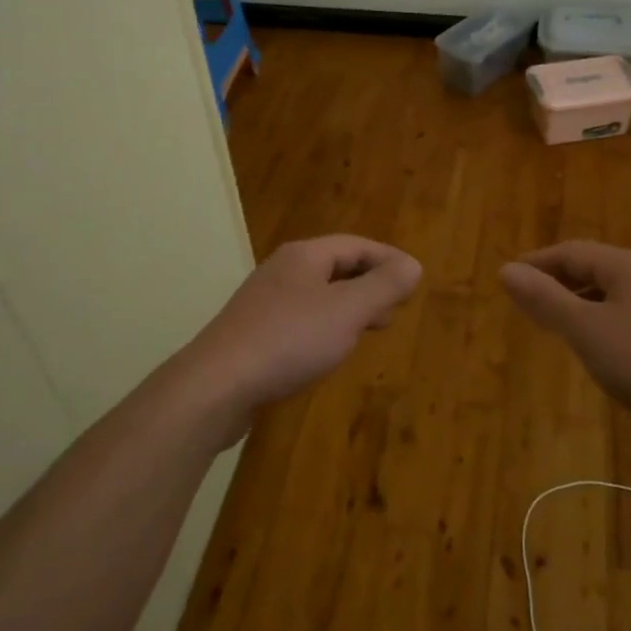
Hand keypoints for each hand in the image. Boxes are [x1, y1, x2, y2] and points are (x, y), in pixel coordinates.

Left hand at [184, 236, 422, 428]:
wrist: (216, 385)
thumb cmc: (289, 340)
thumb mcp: (347, 311)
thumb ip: (383, 286)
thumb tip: (413, 265)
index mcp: (304, 256)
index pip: (356, 245)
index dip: (387, 259)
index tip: (412, 279)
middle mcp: (282, 271)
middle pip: (336, 267)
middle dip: (368, 284)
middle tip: (394, 307)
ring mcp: (263, 302)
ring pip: (318, 295)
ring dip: (348, 307)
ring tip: (369, 330)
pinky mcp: (253, 334)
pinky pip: (300, 320)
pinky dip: (324, 327)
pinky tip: (328, 351)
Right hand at [500, 241, 630, 434]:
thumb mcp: (587, 331)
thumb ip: (546, 300)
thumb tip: (506, 269)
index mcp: (627, 265)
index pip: (571, 252)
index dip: (537, 263)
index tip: (510, 278)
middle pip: (595, 268)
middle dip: (560, 282)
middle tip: (530, 302)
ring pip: (616, 292)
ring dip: (583, 302)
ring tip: (561, 325)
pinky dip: (607, 320)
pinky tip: (605, 347)